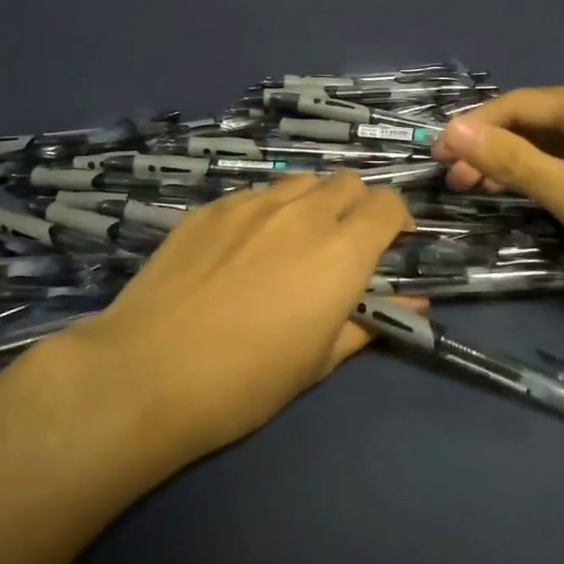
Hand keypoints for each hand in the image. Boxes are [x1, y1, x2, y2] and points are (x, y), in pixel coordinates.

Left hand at [62, 173, 412, 461]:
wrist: (149, 371)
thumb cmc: (246, 381)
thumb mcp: (320, 361)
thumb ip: (369, 323)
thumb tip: (414, 306)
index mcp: (341, 250)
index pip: (388, 204)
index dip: (396, 221)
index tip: (389, 246)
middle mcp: (302, 212)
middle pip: (347, 182)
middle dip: (355, 206)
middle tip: (341, 246)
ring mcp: (251, 204)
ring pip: (300, 182)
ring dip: (311, 203)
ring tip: (292, 243)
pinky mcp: (210, 207)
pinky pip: (254, 195)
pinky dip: (265, 212)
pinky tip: (241, 249)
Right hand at [432, 84, 563, 310]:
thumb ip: (511, 161)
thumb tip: (451, 130)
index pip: (514, 105)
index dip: (470, 129)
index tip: (435, 158)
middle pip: (536, 120)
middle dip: (492, 148)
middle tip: (458, 184)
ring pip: (560, 140)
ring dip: (520, 163)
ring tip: (486, 192)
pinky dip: (553, 172)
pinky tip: (539, 194)